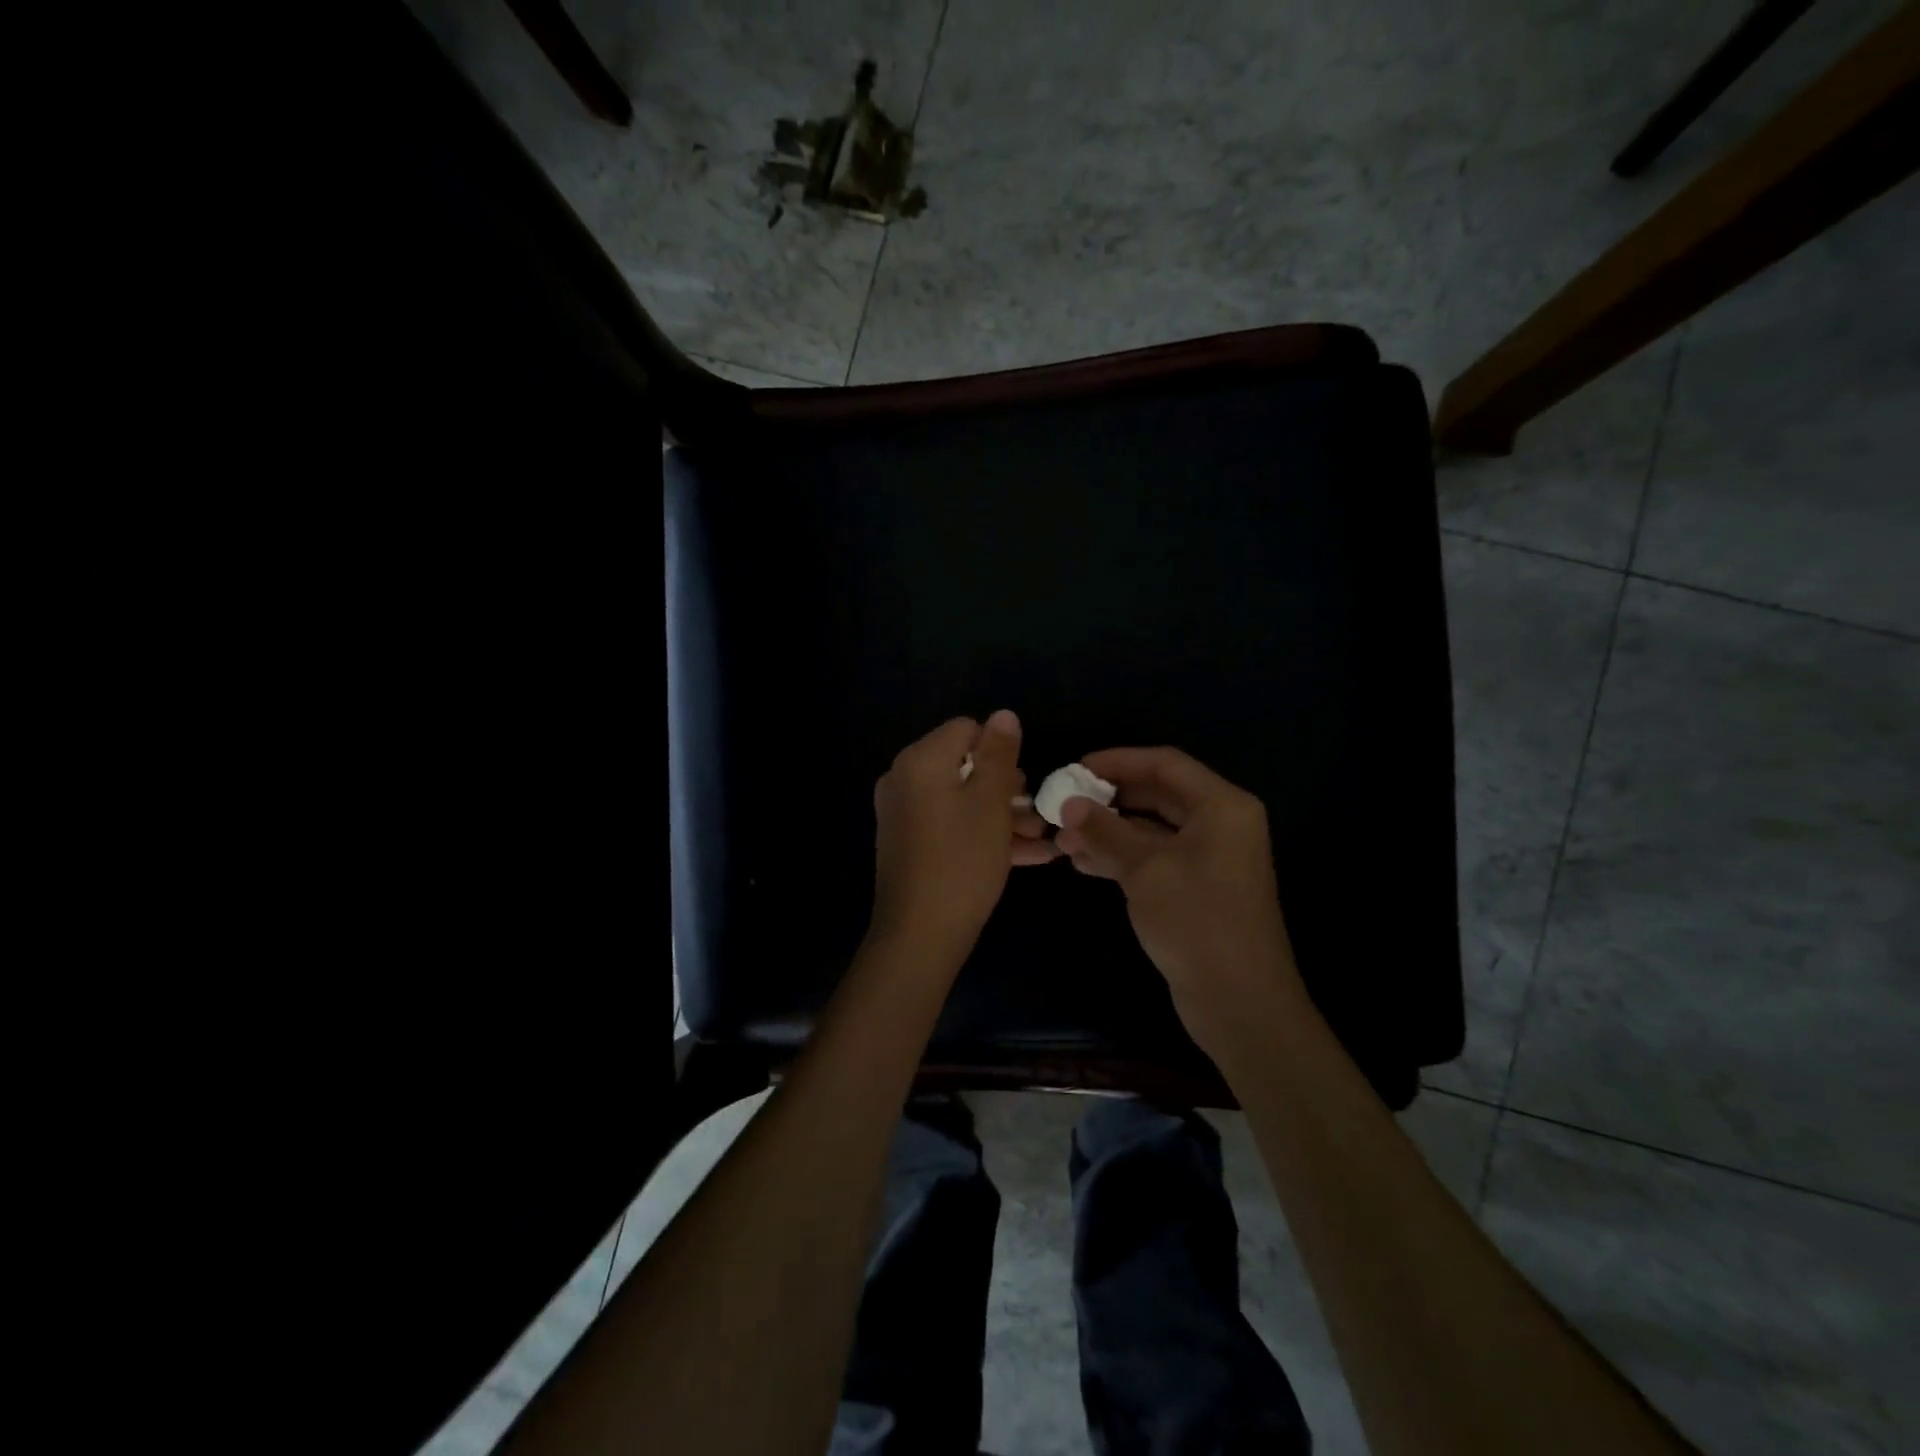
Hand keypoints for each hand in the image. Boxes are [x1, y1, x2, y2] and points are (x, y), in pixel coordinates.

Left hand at [871, 710, 1055, 956]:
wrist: (920, 935)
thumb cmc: (962, 861)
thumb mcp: (991, 803)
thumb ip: (999, 754)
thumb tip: (1004, 714)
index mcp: (920, 761)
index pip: (966, 730)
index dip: (1001, 750)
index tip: (1025, 781)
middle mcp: (904, 780)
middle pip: (964, 766)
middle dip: (1007, 787)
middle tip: (1038, 811)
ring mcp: (904, 815)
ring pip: (962, 801)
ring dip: (1003, 815)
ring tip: (1043, 837)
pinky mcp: (909, 845)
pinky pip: (952, 827)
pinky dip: (983, 834)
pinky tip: (1029, 855)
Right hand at [1055, 747, 1305, 1053]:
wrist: (1239, 1002)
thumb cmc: (1197, 921)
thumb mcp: (1146, 870)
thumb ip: (1105, 831)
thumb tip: (1068, 804)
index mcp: (1221, 806)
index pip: (1164, 763)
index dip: (1117, 761)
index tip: (1074, 768)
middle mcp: (1219, 824)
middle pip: (1156, 794)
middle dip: (1108, 800)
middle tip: (1063, 804)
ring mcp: (1208, 858)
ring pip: (1150, 829)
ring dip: (1107, 831)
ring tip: (1062, 840)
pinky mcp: (1195, 887)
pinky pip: (1153, 858)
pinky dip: (1120, 856)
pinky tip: (1082, 863)